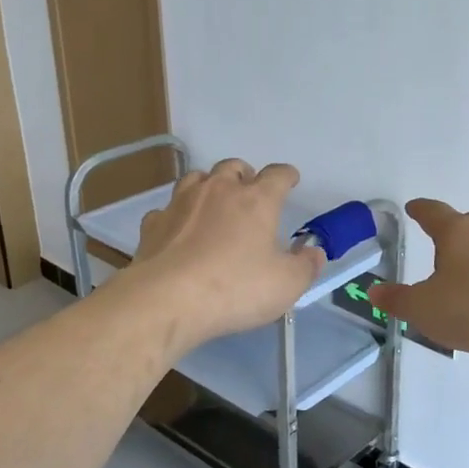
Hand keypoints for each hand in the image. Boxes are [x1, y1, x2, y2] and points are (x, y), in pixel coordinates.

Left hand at [124, 159, 323, 347]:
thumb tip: (314, 252)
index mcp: (256, 200)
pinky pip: (168, 209)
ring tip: (214, 203)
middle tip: (250, 191)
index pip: (277, 175)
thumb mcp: (286, 285)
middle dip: (245, 175)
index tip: (291, 179)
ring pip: (197, 178)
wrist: (167, 300)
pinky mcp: (153, 224)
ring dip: (209, 185)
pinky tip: (179, 231)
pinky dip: (177, 215)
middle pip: (233, 167)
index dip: (287, 175)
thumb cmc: (235, 288)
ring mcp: (181, 203)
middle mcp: (218, 191)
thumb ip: (305, 266)